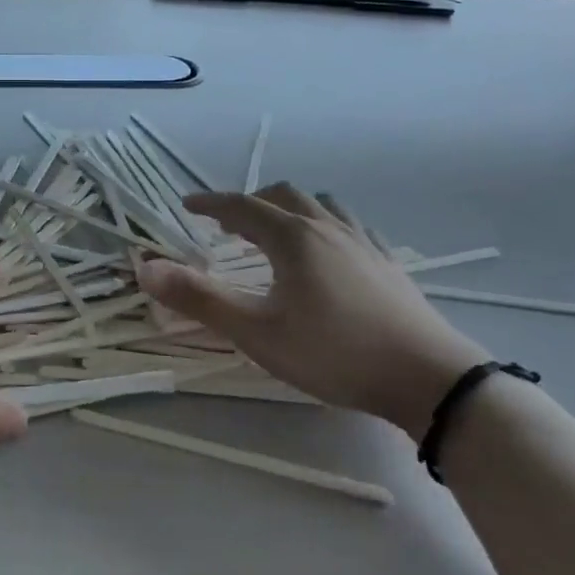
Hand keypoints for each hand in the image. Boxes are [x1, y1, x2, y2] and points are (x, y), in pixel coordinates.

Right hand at [139, 184, 489, 441]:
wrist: (428, 378)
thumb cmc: (334, 353)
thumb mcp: (257, 332)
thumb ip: (200, 300)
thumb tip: (147, 269)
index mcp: (292, 238)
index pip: (241, 207)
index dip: (210, 203)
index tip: (186, 204)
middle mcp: (327, 228)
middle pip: (282, 196)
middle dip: (249, 204)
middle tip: (228, 226)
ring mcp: (363, 242)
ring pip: (320, 205)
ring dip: (289, 208)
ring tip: (276, 231)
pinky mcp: (388, 263)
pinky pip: (349, 225)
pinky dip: (325, 224)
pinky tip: (329, 251)